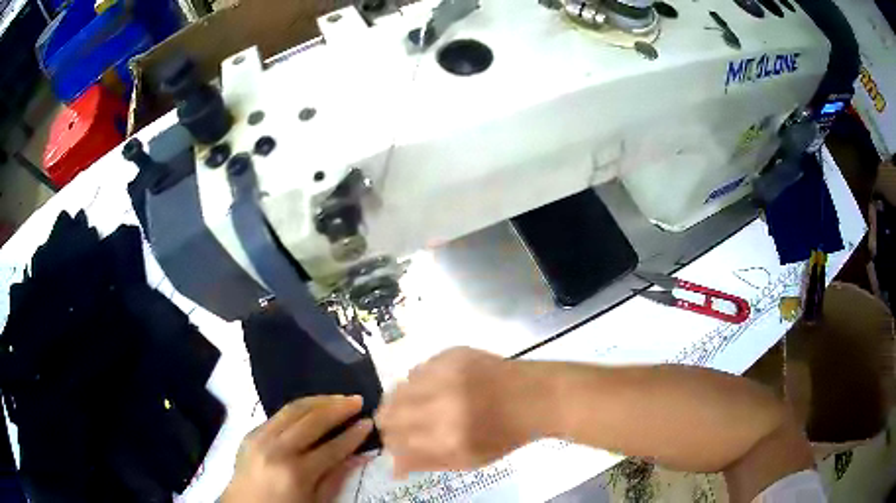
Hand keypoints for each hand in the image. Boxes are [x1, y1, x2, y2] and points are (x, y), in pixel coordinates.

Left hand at [221, 396, 372, 502]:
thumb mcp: (316, 502)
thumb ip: (335, 477)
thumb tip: (358, 455)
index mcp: (297, 473)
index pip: (332, 448)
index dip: (353, 435)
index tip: (369, 422)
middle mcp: (277, 450)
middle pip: (312, 421)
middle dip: (338, 408)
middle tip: (357, 400)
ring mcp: (260, 438)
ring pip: (293, 409)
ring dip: (319, 401)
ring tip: (339, 397)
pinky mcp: (250, 432)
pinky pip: (277, 414)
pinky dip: (298, 408)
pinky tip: (312, 407)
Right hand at [376, 347, 537, 475]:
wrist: (534, 397)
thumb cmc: (503, 436)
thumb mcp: (467, 460)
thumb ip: (427, 462)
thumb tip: (394, 466)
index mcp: (445, 438)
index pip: (394, 440)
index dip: (390, 442)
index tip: (396, 442)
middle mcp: (440, 405)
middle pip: (388, 412)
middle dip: (388, 421)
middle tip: (401, 424)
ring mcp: (445, 375)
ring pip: (398, 388)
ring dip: (401, 400)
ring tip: (418, 404)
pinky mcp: (452, 354)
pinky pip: (418, 369)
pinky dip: (419, 382)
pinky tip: (435, 387)